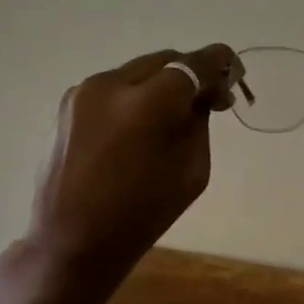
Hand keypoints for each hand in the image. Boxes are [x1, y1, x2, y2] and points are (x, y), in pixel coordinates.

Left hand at [26, 44, 240, 280]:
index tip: (236, 72)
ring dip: (162, 84)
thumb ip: (199, 122)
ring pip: (138, 71)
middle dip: (191, 74)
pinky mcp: (68, 103)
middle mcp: (109, 85)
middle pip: (164, 61)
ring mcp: (83, 91)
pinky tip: (141, 124)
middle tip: (211, 100)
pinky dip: (136, 95)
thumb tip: (203, 95)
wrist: (70, 243)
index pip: (191, 66)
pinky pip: (115, 86)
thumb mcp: (191, 171)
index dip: (219, 64)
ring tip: (174, 114)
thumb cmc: (139, 217)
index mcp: (143, 106)